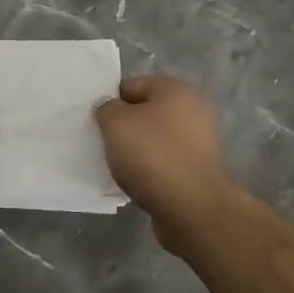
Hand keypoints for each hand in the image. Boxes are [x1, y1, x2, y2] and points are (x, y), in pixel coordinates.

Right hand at [95, 74, 238, 249]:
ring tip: (117, 165)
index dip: (110, 102)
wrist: (191, 207)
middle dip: (123, 127)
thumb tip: (109, 109)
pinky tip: (135, 181)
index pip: (131, 85)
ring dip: (135, 150)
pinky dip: (148, 169)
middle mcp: (191, 110)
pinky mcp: (196, 169)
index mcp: (174, 89)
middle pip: (143, 112)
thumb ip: (106, 108)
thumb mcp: (115, 123)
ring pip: (153, 139)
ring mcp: (197, 141)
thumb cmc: (152, 155)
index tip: (95, 122)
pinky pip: (163, 162)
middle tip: (104, 143)